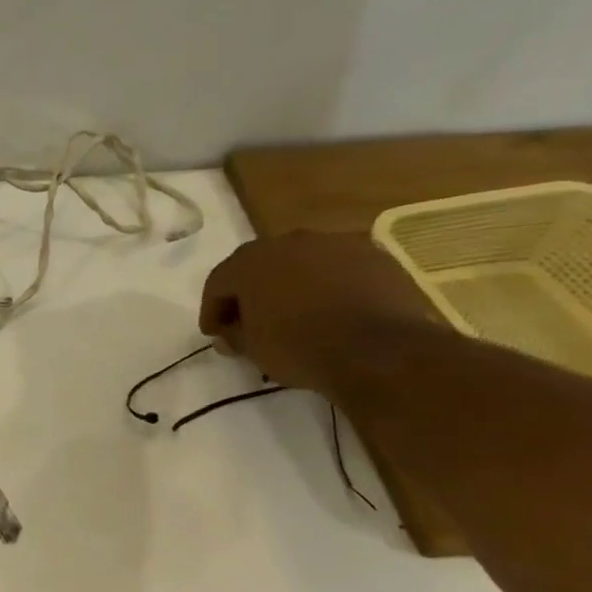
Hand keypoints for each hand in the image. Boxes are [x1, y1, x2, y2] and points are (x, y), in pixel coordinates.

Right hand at [199, 232, 436, 392]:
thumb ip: (234, 337)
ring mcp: (336, 243)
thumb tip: (228, 335)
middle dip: (251, 292)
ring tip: (296, 314)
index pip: (218, 282)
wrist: (379, 348)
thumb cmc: (299, 346)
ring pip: (302, 262)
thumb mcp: (253, 350)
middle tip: (250, 321)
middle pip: (260, 265)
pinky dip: (330, 285)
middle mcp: (289, 241)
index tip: (215, 334)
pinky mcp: (375, 254)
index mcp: (250, 261)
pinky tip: (333, 310)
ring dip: (292, 284)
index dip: (212, 310)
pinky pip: (339, 269)